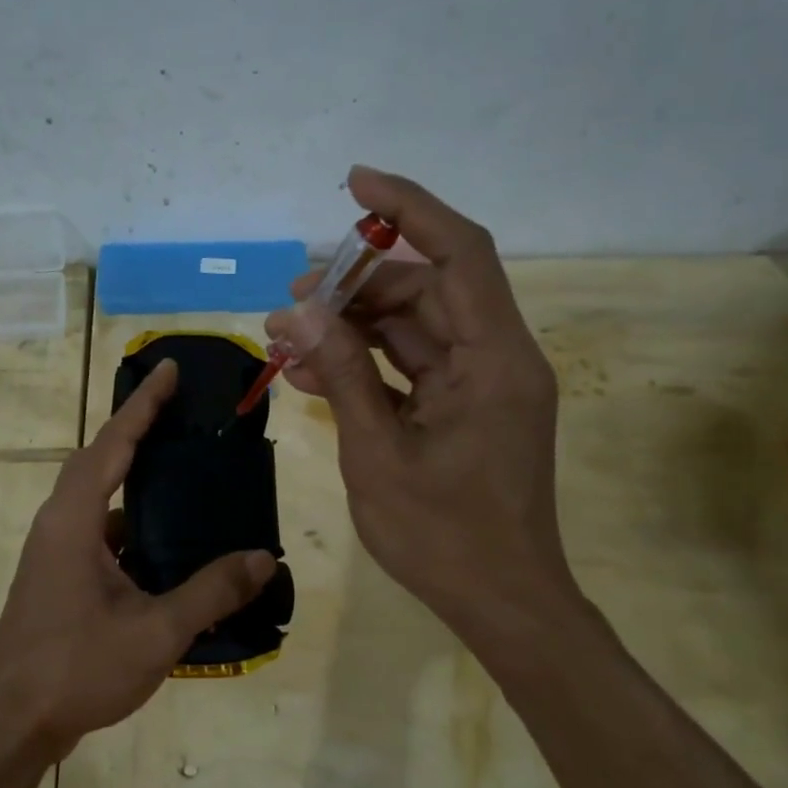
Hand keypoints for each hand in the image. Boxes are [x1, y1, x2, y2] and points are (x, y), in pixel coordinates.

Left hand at [0, 359, 275, 764]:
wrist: (10, 723)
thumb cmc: (76, 669)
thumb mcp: (154, 631)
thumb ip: (210, 592)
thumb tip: (262, 559)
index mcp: (74, 519)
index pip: (113, 443)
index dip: (144, 404)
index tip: (170, 368)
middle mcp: (58, 522)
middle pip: (99, 458)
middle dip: (137, 428)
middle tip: (182, 410)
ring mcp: (53, 550)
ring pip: (96, 494)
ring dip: (131, 473)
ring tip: (181, 465)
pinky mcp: (56, 574)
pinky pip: (96, 526)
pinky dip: (128, 516)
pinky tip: (164, 537)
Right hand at [267, 167, 580, 649]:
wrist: (501, 603)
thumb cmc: (444, 537)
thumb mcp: (378, 453)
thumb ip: (343, 374)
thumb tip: (299, 312)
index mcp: (493, 360)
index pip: (459, 253)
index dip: (409, 207)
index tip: (353, 183)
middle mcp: (495, 358)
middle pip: (426, 290)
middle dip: (355, 286)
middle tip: (290, 299)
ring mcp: (480, 384)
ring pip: (413, 327)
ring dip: (352, 326)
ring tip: (287, 335)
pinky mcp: (463, 408)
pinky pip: (411, 366)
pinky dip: (365, 363)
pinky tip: (311, 370)